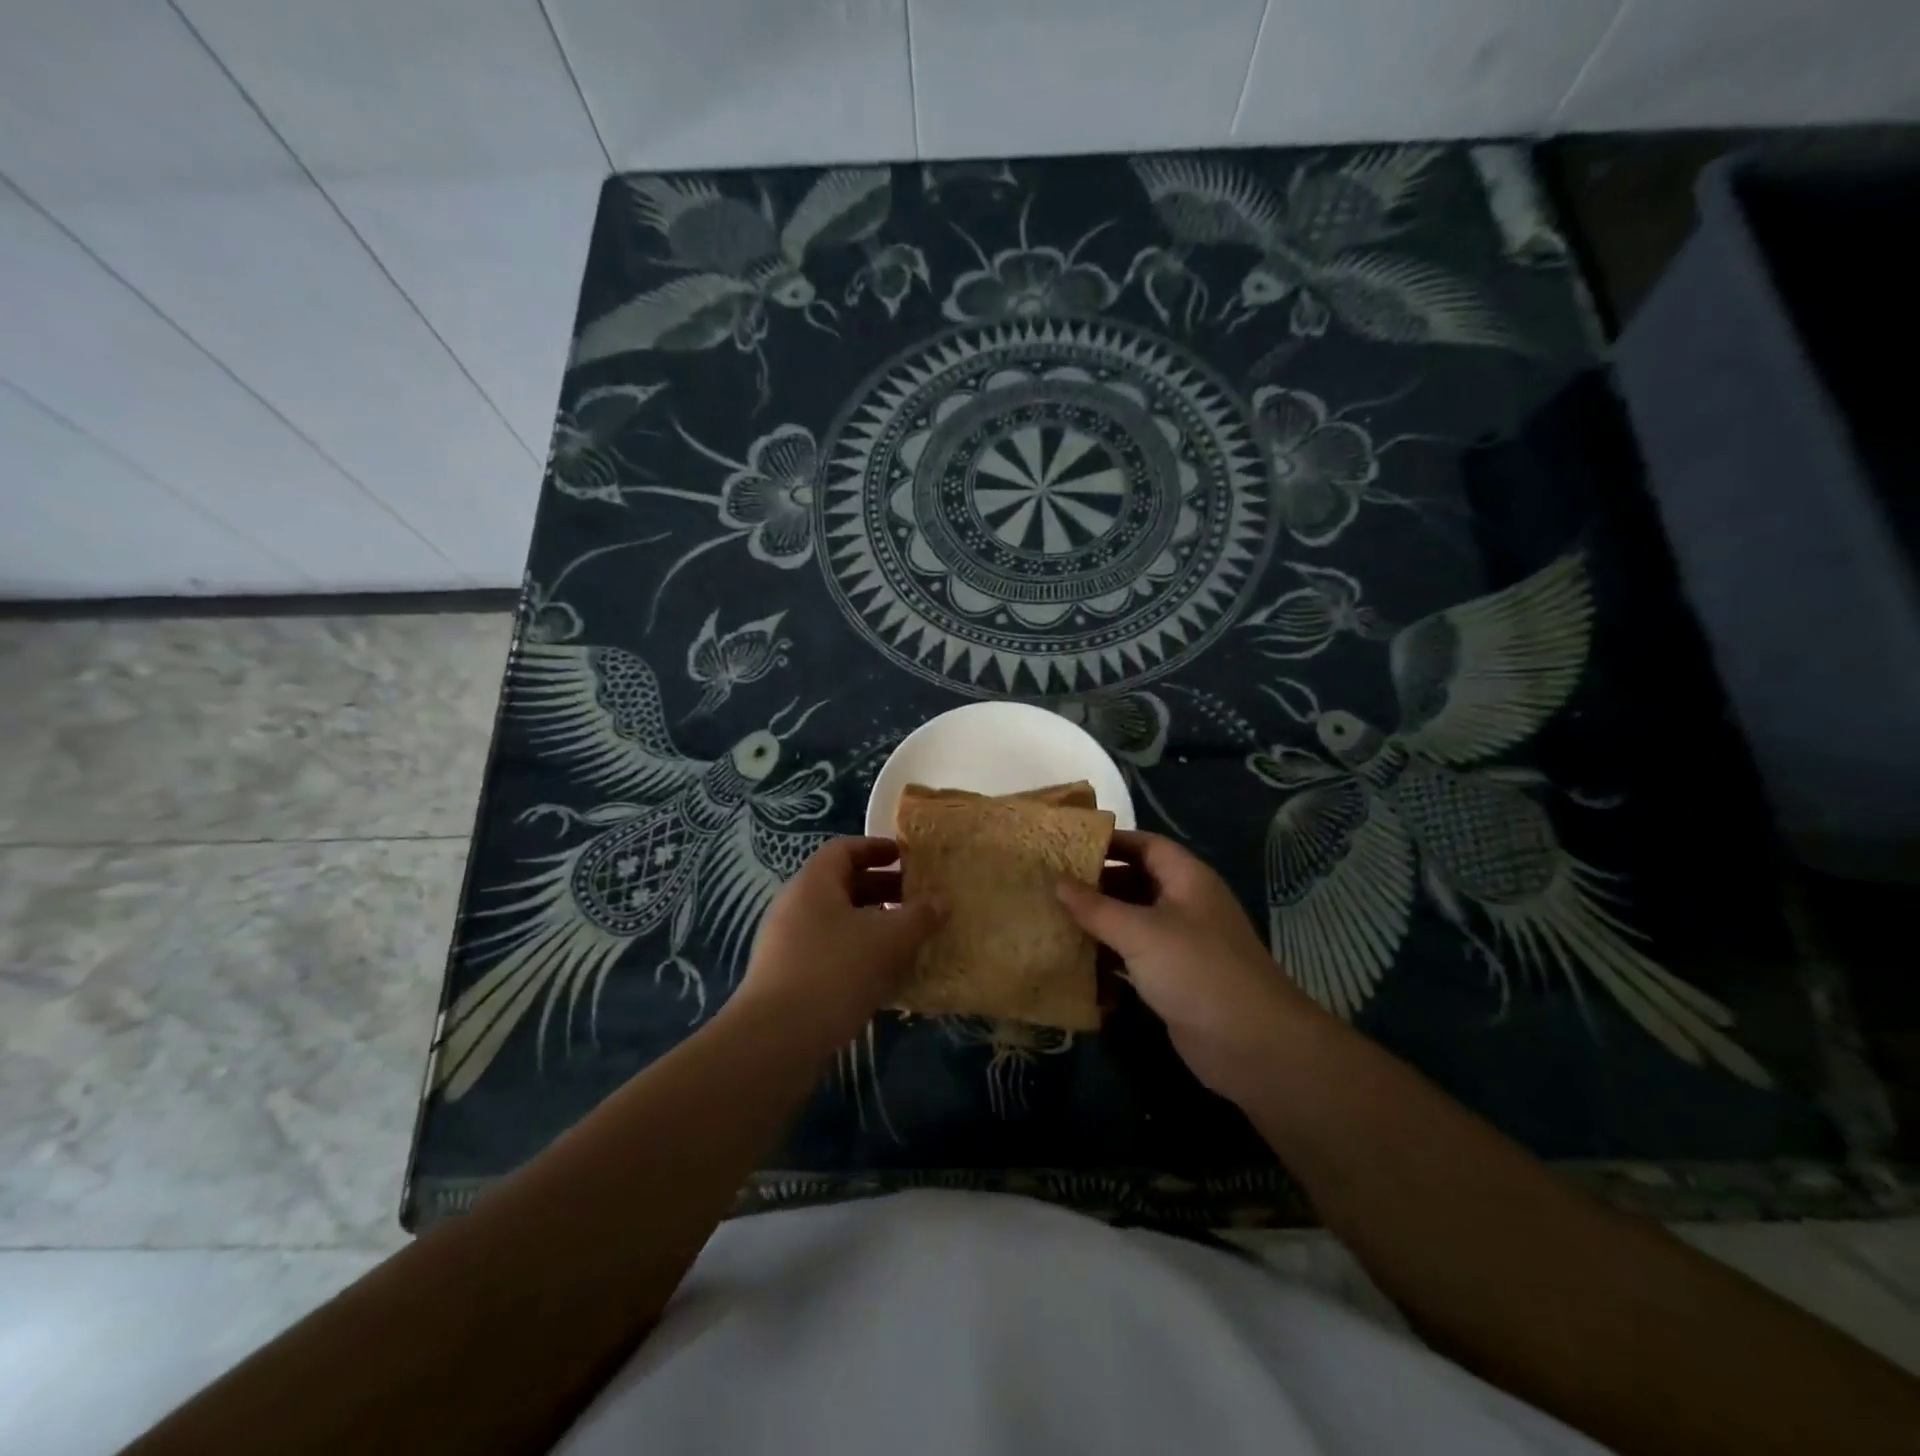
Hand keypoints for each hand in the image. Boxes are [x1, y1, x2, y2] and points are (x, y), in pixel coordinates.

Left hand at [728, 837, 942, 1051]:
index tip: (906, 856)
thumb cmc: (836, 971)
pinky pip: (829, 952)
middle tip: (916, 900)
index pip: (844, 849)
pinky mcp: (788, 977)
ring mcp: (787, 943)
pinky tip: (885, 976)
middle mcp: (796, 906)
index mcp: (814, 883)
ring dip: (872, 925)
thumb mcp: (889, 939)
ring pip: (837, 922)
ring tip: (907, 939)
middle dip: (881, 889)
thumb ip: (919, 916)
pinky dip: (858, 954)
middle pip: (842, 885)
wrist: (777, 1039)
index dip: (876, 848)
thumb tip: (942, 901)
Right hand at [1058, 830, 1317, 1099]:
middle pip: (1136, 882)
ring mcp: (1181, 944)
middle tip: (1051, 885)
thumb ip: (1095, 907)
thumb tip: (1056, 880)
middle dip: (1096, 884)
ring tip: (1053, 919)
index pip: (1146, 845)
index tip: (1066, 845)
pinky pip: (1134, 957)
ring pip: (1132, 921)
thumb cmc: (1196, 970)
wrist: (1252, 1045)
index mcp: (1187, 879)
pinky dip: (1108, 957)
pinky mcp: (1174, 979)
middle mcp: (1185, 905)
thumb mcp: (1140, 932)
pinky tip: (1074, 962)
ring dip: (1098, 923)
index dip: (1110, 842)